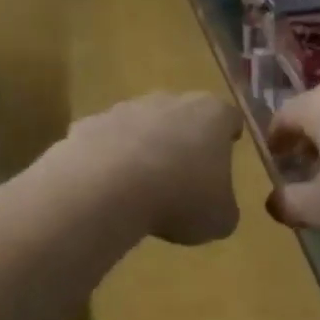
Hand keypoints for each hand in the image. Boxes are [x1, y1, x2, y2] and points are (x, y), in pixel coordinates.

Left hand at [58, 92, 243, 245]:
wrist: (107, 188)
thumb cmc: (179, 199)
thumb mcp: (219, 219)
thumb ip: (223, 207)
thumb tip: (217, 207)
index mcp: (212, 116)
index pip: (229, 117)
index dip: (229, 134)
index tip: (227, 149)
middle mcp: (170, 101)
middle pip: (183, 114)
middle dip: (184, 138)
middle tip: (184, 172)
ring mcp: (126, 108)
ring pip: (142, 124)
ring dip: (144, 147)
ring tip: (142, 184)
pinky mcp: (90, 123)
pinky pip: (106, 141)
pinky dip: (109, 159)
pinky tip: (107, 187)